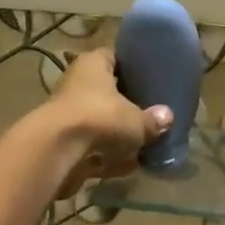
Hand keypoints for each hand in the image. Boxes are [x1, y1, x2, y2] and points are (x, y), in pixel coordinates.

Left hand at [39, 49, 171, 198]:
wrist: (57, 151)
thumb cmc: (101, 118)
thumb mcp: (137, 120)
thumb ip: (153, 120)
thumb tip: (167, 117)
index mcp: (93, 65)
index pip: (114, 57)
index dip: (132, 66)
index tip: (150, 77)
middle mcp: (77, 84)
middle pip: (106, 92)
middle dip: (127, 106)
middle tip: (151, 114)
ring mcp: (68, 114)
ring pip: (99, 122)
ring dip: (118, 136)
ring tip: (144, 146)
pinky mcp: (63, 143)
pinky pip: (92, 148)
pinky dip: (108, 158)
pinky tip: (129, 167)